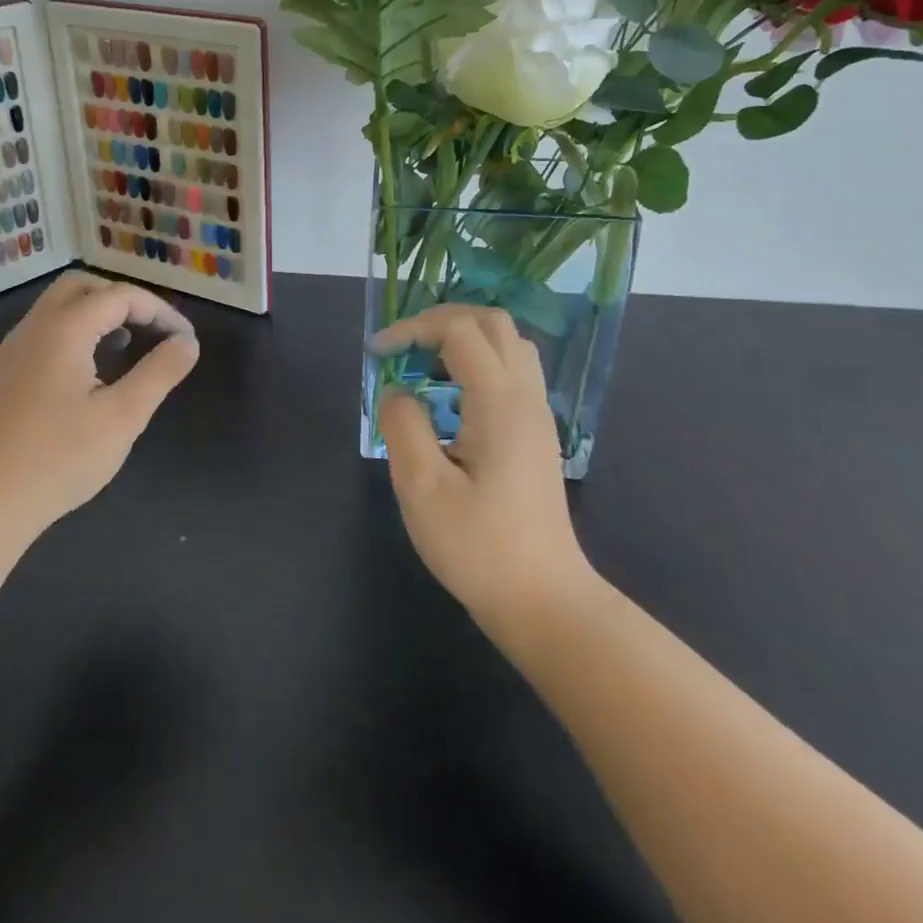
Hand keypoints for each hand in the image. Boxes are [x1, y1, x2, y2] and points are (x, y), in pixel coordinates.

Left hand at [0, 271, 198, 536]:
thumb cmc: (59, 458)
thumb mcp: (123, 416)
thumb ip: (160, 372)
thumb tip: (187, 341)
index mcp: (64, 329)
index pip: (120, 296)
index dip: (159, 311)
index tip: (185, 339)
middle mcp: (35, 327)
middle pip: (83, 286)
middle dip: (124, 299)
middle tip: (153, 329)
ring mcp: (15, 350)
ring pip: (61, 306)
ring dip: (99, 313)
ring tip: (130, 343)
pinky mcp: (8, 373)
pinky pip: (48, 330)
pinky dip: (78, 331)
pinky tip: (94, 369)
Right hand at [374, 304, 595, 627]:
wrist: (544, 600)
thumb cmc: (479, 548)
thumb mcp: (422, 489)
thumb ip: (402, 426)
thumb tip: (396, 391)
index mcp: (500, 403)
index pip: (460, 330)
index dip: (413, 329)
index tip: (378, 355)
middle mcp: (526, 397)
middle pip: (491, 322)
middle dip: (440, 321)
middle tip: (403, 348)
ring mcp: (537, 414)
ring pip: (507, 343)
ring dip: (462, 339)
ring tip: (424, 369)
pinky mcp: (536, 433)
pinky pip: (512, 371)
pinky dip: (477, 363)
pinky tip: (449, 399)